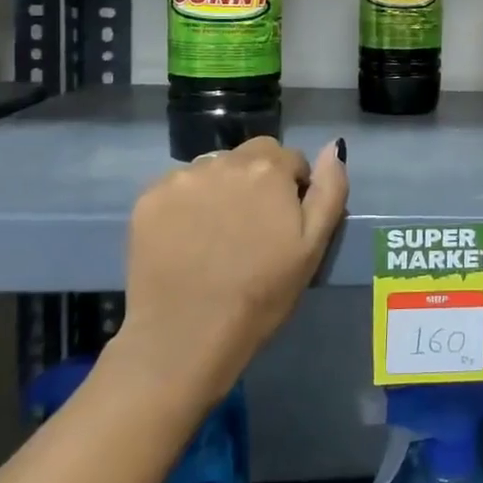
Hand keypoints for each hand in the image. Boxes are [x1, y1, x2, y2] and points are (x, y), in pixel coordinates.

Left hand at [111, 136, 348, 403]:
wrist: (186, 335)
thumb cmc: (261, 294)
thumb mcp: (313, 246)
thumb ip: (330, 189)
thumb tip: (334, 146)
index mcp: (268, 169)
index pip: (290, 158)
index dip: (293, 188)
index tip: (285, 222)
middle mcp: (223, 161)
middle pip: (250, 156)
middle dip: (258, 180)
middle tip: (253, 227)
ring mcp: (181, 178)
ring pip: (213, 168)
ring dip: (222, 188)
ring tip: (218, 234)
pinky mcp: (148, 199)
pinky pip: (178, 187)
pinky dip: (187, 204)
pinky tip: (188, 239)